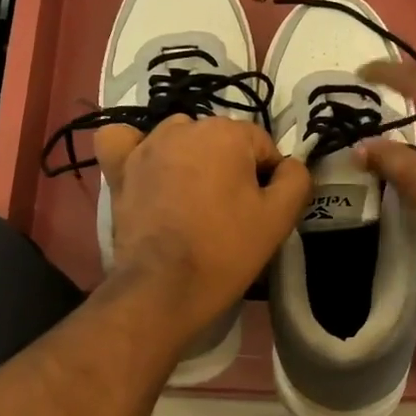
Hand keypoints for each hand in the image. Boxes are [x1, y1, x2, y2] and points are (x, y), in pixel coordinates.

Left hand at [94, 115, 310, 337]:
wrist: (164, 288)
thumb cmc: (226, 251)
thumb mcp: (279, 218)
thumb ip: (296, 179)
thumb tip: (288, 165)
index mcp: (227, 133)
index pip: (261, 145)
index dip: (266, 178)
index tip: (261, 210)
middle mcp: (184, 127)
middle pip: (220, 141)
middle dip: (229, 168)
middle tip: (229, 212)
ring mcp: (146, 146)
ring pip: (179, 139)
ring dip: (189, 159)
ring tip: (191, 200)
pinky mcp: (119, 169)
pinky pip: (123, 141)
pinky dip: (134, 149)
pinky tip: (146, 167)